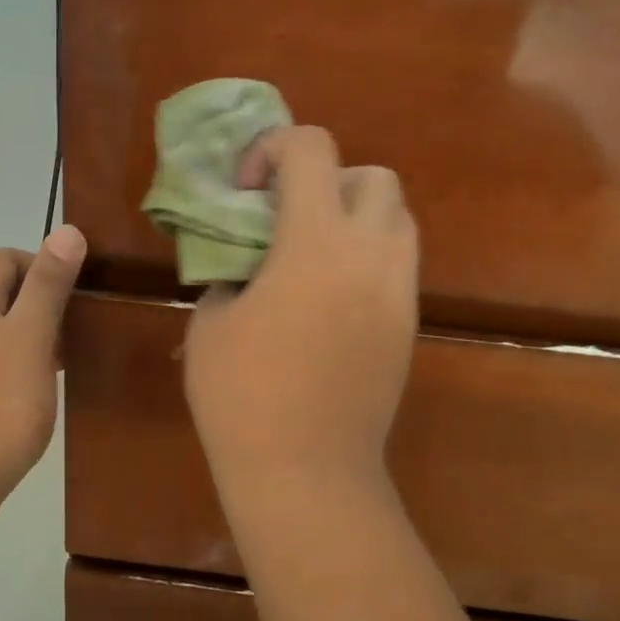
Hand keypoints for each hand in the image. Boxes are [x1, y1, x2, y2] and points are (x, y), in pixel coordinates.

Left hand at [0, 225, 86, 509]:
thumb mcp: (31, 338)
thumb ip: (49, 285)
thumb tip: (66, 229)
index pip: (5, 259)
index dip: (44, 266)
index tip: (77, 297)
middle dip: (41, 304)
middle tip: (77, 331)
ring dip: (30, 337)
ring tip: (64, 362)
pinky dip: (13, 366)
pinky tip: (33, 393)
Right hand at [184, 126, 417, 504]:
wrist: (307, 471)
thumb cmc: (242, 396)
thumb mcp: (210, 322)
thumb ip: (229, 272)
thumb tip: (246, 262)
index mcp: (316, 243)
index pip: (312, 150)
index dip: (273, 149)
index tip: (245, 189)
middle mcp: (371, 255)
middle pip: (374, 176)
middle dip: (329, 179)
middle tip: (288, 217)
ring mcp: (399, 293)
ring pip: (398, 219)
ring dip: (355, 215)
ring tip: (311, 252)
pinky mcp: (408, 326)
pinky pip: (398, 265)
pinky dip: (367, 256)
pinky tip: (329, 296)